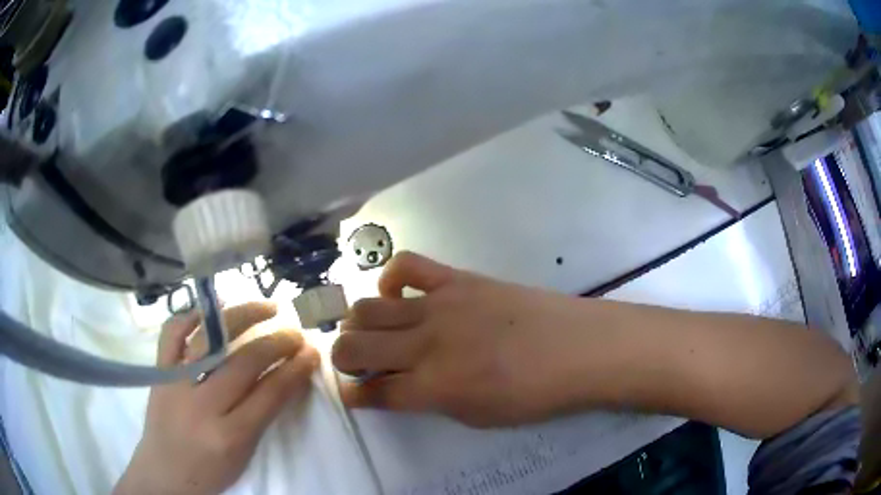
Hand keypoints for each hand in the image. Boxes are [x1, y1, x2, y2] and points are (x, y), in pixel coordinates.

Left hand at [114, 302, 319, 494]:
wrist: (164, 472)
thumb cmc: (210, 471)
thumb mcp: (245, 453)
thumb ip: (263, 415)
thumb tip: (285, 377)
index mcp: (230, 435)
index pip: (270, 394)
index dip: (295, 369)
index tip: (311, 352)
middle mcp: (202, 405)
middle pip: (245, 363)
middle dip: (277, 342)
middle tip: (295, 332)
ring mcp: (176, 383)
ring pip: (211, 339)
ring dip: (243, 316)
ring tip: (266, 307)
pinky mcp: (158, 371)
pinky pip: (172, 332)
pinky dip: (193, 315)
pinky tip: (214, 307)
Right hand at [332, 253, 589, 427]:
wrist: (577, 349)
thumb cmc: (533, 394)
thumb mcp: (477, 416)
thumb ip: (431, 400)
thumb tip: (402, 385)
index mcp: (433, 387)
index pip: (373, 392)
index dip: (354, 395)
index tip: (351, 393)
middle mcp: (425, 345)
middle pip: (354, 345)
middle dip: (343, 357)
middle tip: (357, 362)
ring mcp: (439, 306)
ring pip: (368, 308)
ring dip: (358, 324)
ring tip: (372, 331)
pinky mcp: (457, 279)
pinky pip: (407, 265)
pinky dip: (389, 279)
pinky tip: (398, 293)